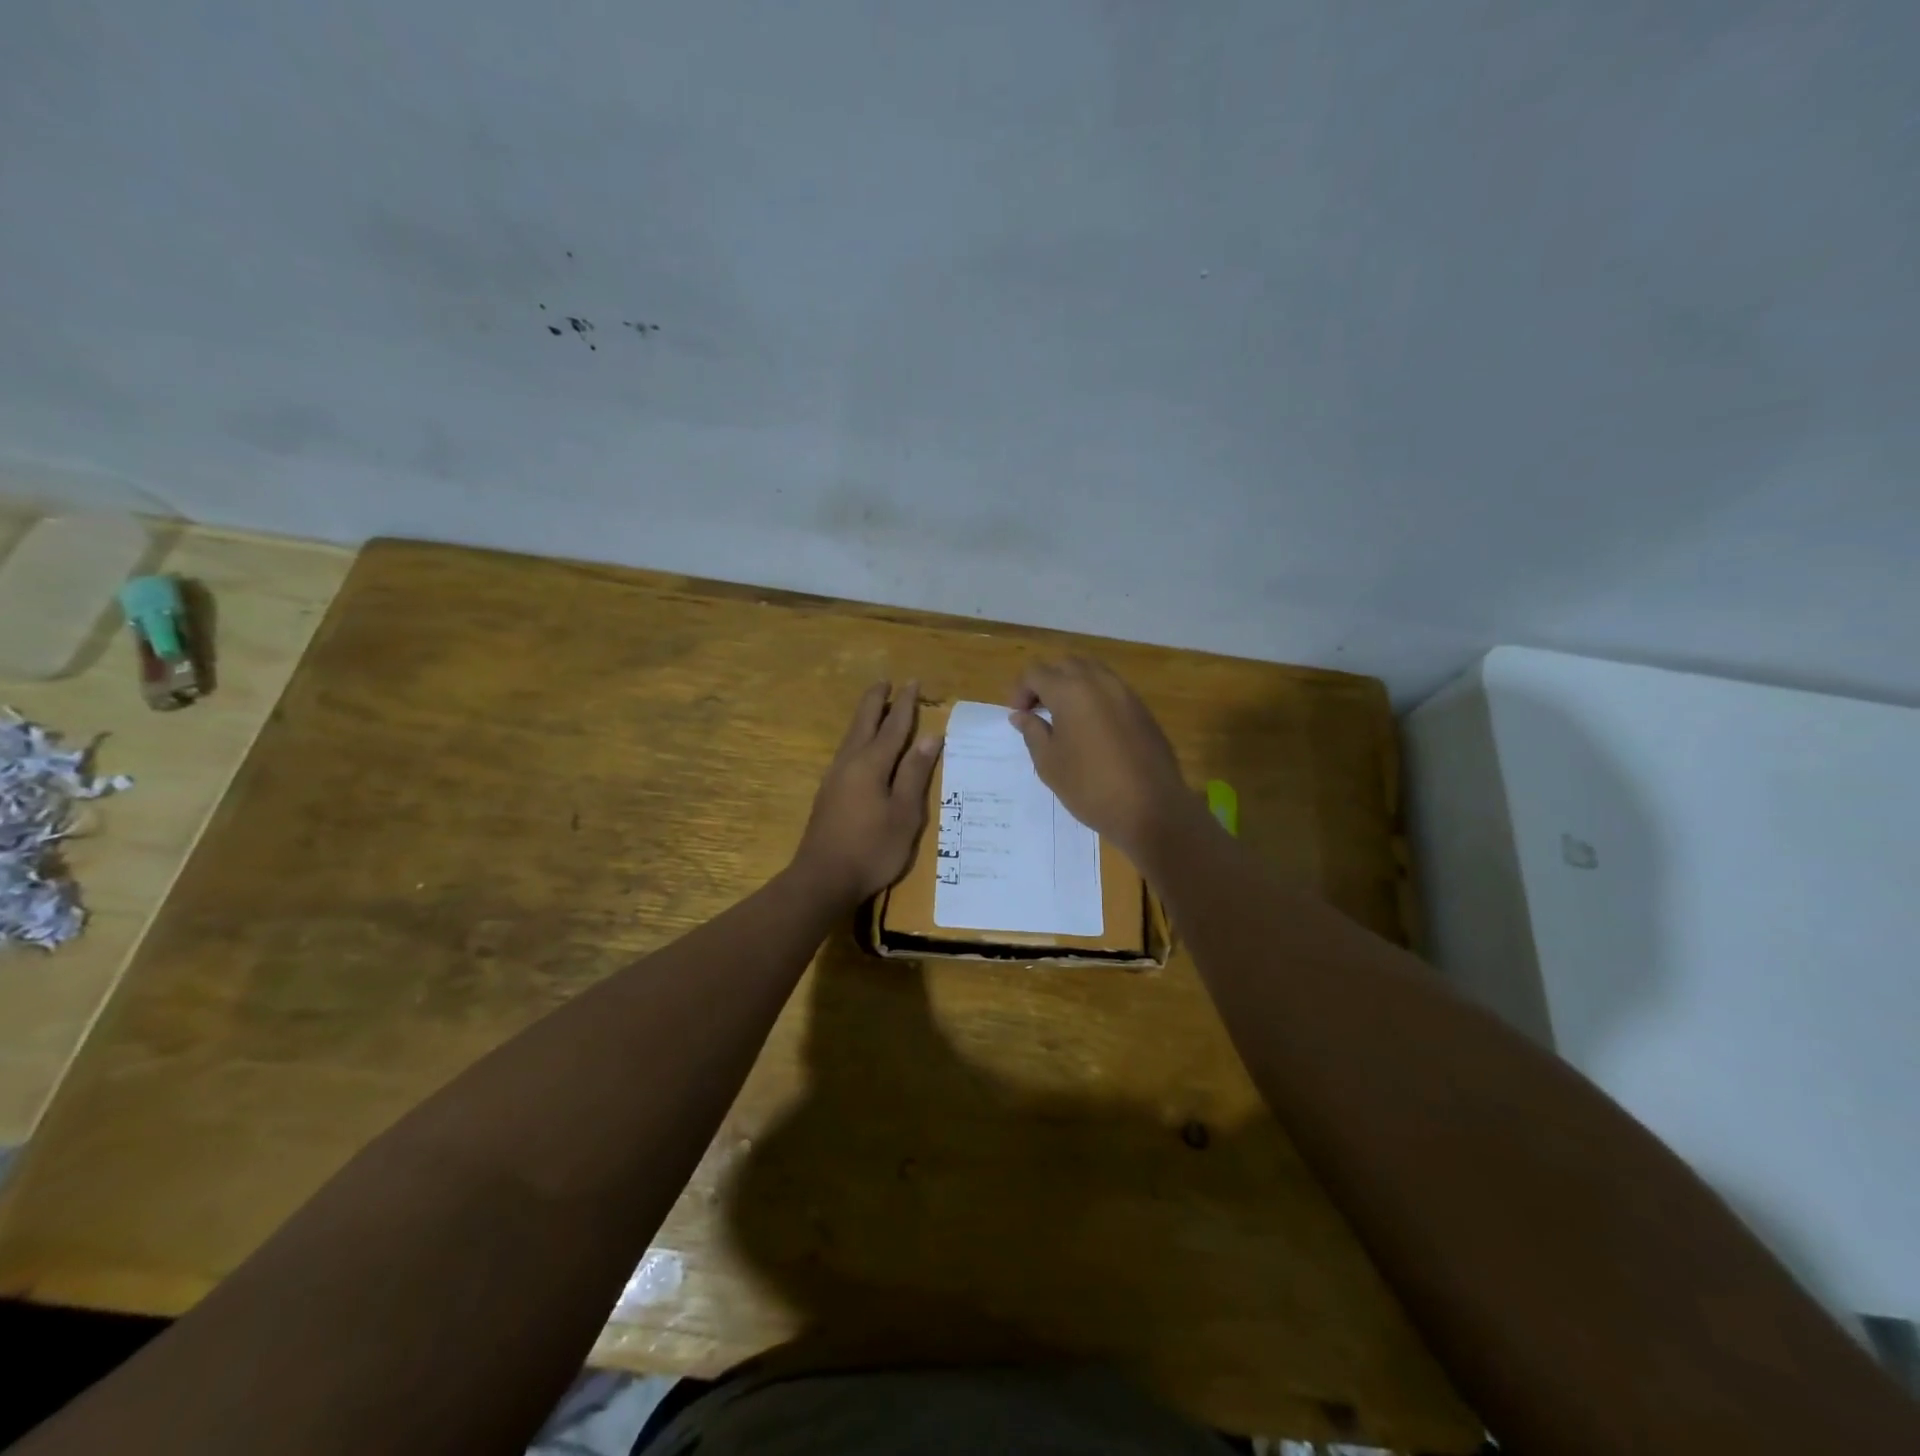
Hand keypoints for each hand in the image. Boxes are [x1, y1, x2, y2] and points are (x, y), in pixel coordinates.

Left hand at [792, 681, 941, 905]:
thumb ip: (915, 773)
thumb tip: (930, 736)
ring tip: (875, 706)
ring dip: (865, 717)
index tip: (913, 682)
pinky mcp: (828, 793)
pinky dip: (858, 736)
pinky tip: (860, 746)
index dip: (905, 704)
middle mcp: (850, 763)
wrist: (822, 878)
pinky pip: (847, 751)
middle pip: (864, 722)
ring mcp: (835, 777)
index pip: (893, 726)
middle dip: (876, 701)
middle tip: (885, 681)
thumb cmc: (872, 848)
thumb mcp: (904, 813)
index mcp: (872, 764)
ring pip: (852, 736)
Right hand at [1009, 657, 1195, 862]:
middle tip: (1037, 711)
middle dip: (1046, 681)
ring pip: (1092, 672)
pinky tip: (1090, 727)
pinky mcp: (1142, 709)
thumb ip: (1032, 732)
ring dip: (1072, 685)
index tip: (1018, 716)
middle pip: (1065, 664)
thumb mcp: (1049, 763)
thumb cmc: (1090, 787)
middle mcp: (1099, 682)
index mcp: (1071, 691)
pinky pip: (1112, 689)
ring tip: (1063, 717)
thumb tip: (1021, 715)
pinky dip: (1094, 696)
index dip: (1020, 690)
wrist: (1151, 808)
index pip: (1036, 672)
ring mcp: (1126, 693)